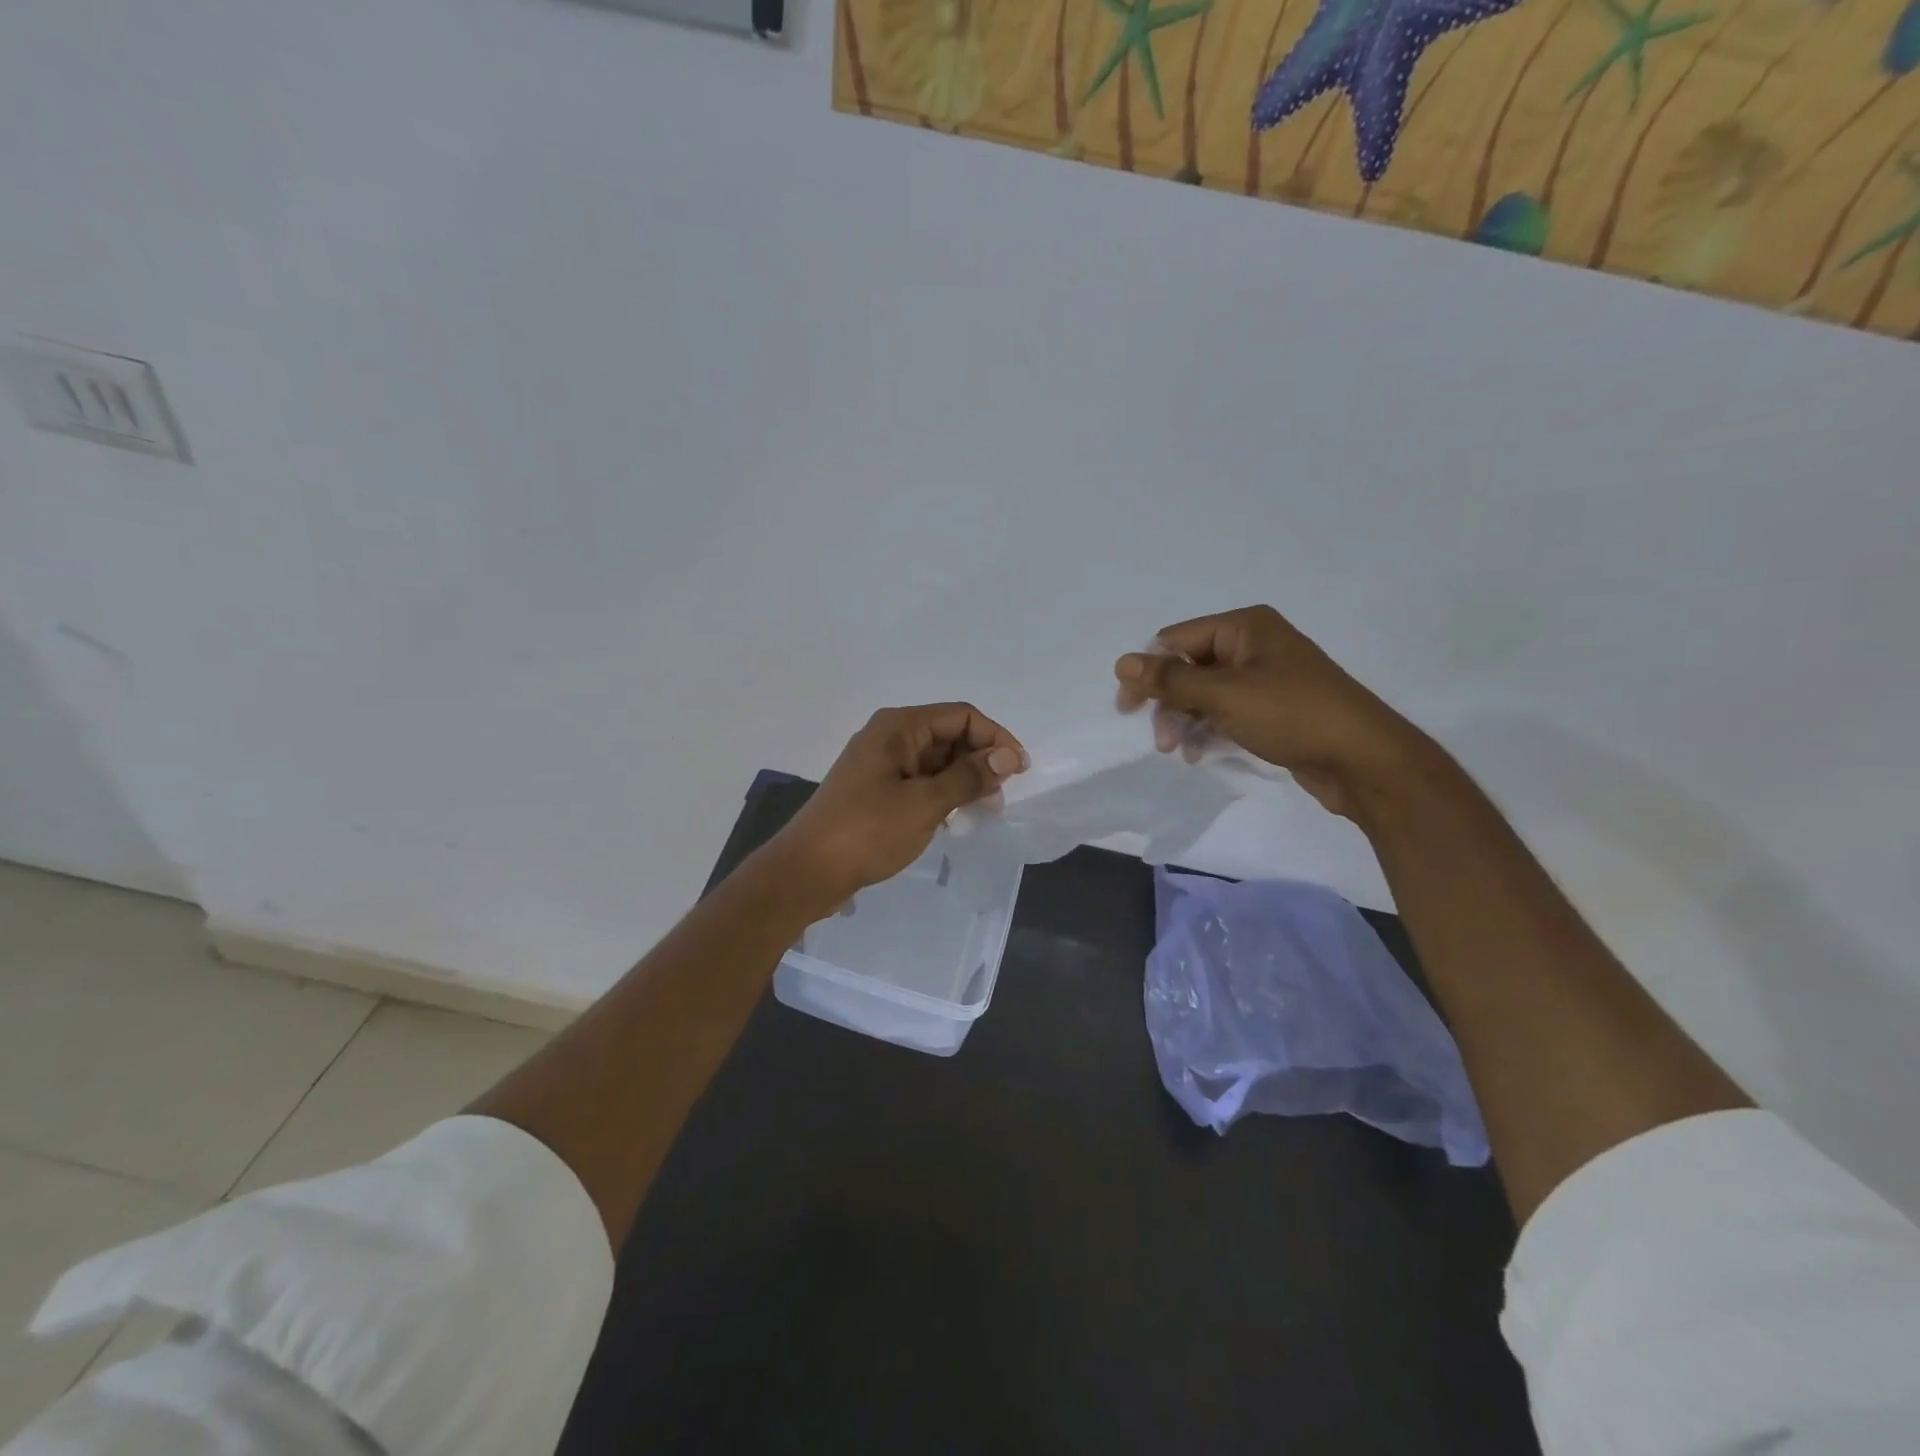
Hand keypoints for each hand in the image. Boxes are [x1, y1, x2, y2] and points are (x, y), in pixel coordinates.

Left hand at [763, 703, 1025, 906]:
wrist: (808, 872)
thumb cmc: (867, 831)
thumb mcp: (924, 803)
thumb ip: (968, 777)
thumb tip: (1007, 757)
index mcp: (899, 726)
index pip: (962, 716)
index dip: (996, 738)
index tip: (1020, 772)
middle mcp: (890, 736)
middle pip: (949, 735)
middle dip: (980, 760)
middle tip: (1001, 798)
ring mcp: (881, 763)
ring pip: (937, 760)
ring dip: (964, 780)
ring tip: (983, 811)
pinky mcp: (876, 790)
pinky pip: (920, 781)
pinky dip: (942, 794)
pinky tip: (955, 819)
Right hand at [1115, 605, 1432, 823]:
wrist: (1363, 760)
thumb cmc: (1292, 715)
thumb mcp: (1224, 695)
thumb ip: (1170, 680)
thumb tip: (1122, 662)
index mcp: (1244, 628)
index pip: (1176, 640)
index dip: (1148, 672)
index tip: (1128, 708)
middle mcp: (1253, 645)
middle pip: (1189, 667)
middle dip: (1169, 702)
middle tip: (1161, 740)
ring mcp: (1265, 678)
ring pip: (1205, 694)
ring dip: (1185, 720)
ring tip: (1179, 751)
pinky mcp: (1273, 709)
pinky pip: (1226, 712)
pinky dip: (1208, 729)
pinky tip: (1199, 753)